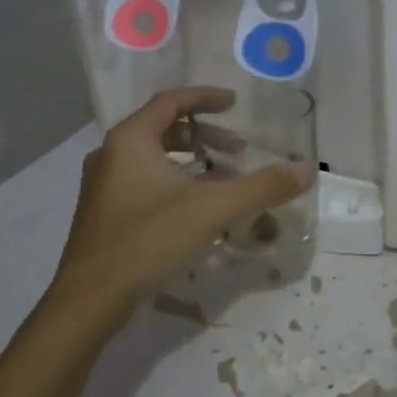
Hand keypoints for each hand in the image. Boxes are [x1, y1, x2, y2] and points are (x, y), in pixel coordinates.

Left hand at [54, 87, 313, 311]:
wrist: (90, 298)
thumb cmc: (148, 240)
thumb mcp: (212, 210)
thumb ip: (261, 187)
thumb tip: (305, 171)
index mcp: (131, 140)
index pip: (171, 101)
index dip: (205, 98)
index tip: (234, 103)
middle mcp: (111, 153)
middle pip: (162, 128)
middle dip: (204, 135)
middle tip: (237, 149)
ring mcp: (102, 184)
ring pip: (152, 157)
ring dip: (189, 160)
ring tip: (221, 179)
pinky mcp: (103, 211)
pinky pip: (143, 180)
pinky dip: (173, 181)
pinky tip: (195, 209)